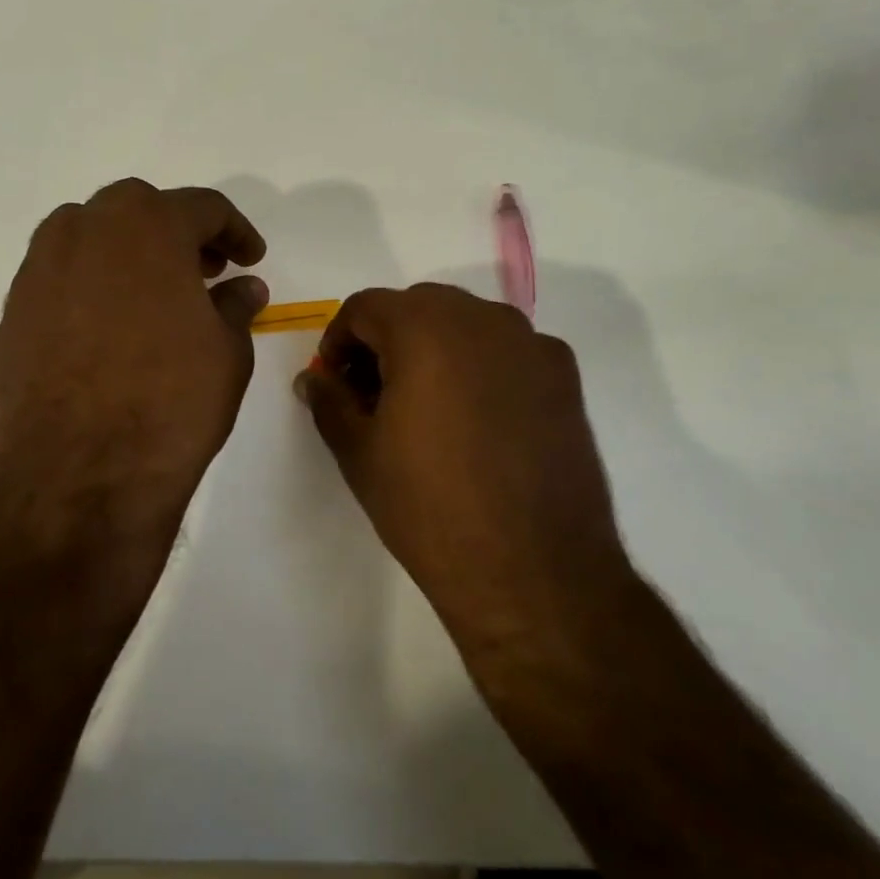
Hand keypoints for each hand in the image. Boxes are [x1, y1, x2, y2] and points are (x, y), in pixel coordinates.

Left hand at [0, 179, 267, 541]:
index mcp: (148, 225)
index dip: (235, 231)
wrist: (78, 478)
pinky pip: (62, 275)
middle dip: (179, 233)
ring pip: (92, 235)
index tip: (249, 259)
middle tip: (205, 271)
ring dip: (129, 251)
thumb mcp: (227, 351)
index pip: (203, 207)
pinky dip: (93, 283)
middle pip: (141, 210)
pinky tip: (111, 326)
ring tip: (156, 295)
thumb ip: (234, 306)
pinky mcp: (13, 310)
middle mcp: (86, 229)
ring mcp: (41, 268)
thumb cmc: (171, 403)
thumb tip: (243, 287)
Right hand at [298, 283, 635, 687]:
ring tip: (427, 405)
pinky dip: (481, 365)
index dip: (339, 340)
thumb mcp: (359, 453)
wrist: (535, 573)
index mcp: (424, 327)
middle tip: (375, 393)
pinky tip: (479, 419)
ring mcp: (531, 343)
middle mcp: (482, 318)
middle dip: (387, 340)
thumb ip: (330, 401)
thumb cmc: (430, 508)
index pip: (365, 306)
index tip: (336, 381)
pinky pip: (508, 349)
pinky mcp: (564, 375)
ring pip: (466, 322)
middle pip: (418, 306)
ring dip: (435, 347)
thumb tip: (315, 379)